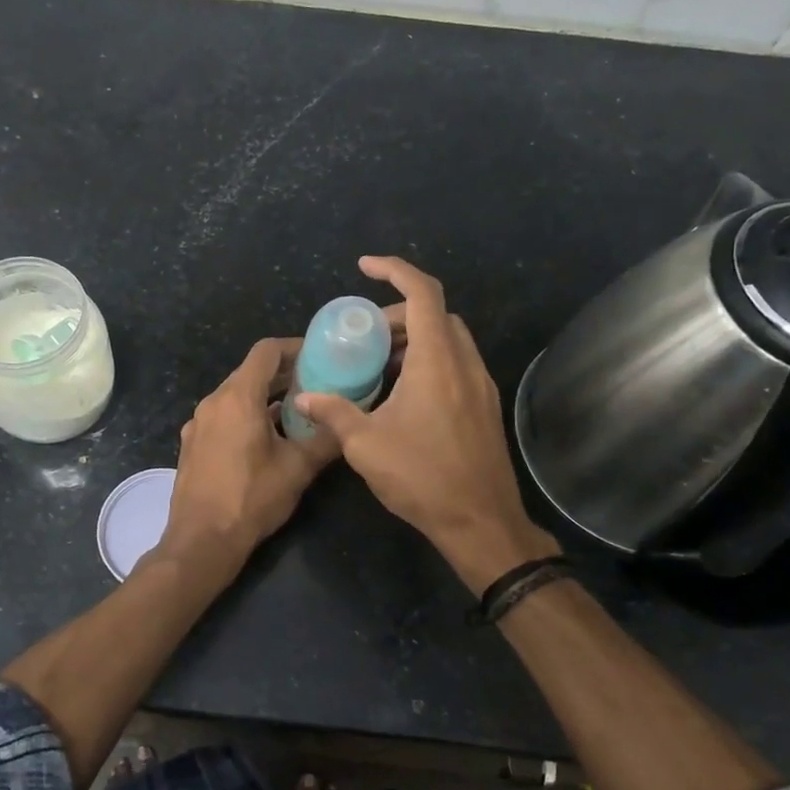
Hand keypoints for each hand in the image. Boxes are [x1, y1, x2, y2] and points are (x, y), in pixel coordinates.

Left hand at [155, 337, 340, 570]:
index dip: (294, 348)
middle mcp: (213, 402)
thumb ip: (326, 440)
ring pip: (235, 396)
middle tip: (317, 382)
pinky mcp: (192, 444)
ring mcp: (198, 423)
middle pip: (250, 372)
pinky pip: (223, 416)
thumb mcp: (298, 469)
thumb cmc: (251, 498)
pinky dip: (246, 415)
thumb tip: (349, 423)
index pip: (266, 352)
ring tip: (297, 411)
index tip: (319, 355)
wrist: (201, 540)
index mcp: (238, 397)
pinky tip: (266, 438)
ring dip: (265, 396)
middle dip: (283, 374)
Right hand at [295, 256, 557, 591]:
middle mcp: (465, 364)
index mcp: (437, 362)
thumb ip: (334, 413)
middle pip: (437, 315)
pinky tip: (403, 394)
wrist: (481, 522)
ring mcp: (481, 386)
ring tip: (379, 364)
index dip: (394, 270)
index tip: (365, 267)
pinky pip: (457, 365)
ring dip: (416, 339)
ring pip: (450, 340)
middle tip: (366, 335)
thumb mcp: (365, 445)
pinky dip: (430, 362)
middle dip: (400, 313)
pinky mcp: (485, 407)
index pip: (423, 293)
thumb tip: (304, 397)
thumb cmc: (422, 478)